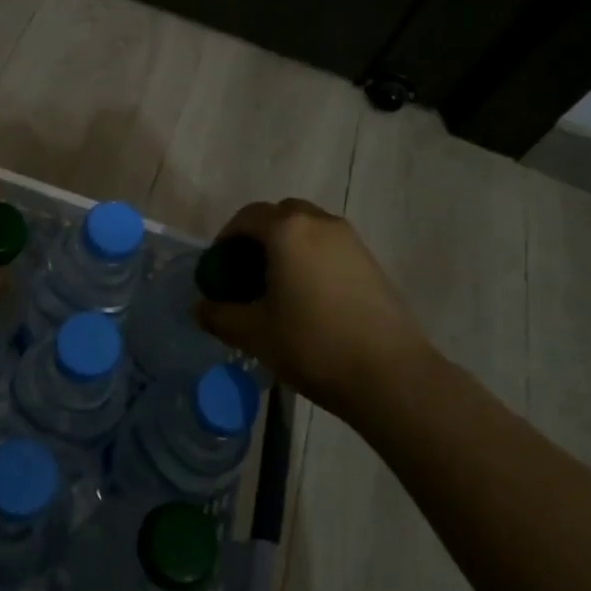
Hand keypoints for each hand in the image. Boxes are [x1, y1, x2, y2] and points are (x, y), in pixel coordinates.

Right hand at [196, 198, 432, 419]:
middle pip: (281, 215)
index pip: (247, 216)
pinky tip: (309, 297)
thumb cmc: (313, 344)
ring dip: (288, 246)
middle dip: (260, 235)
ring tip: (278, 285)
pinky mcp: (371, 262)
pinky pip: (330, 246)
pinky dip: (312, 258)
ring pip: (309, 229)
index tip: (219, 266)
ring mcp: (350, 240)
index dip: (227, 237)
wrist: (390, 374)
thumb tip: (200, 308)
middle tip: (248, 270)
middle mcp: (320, 223)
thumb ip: (220, 315)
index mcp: (287, 230)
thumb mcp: (255, 333)